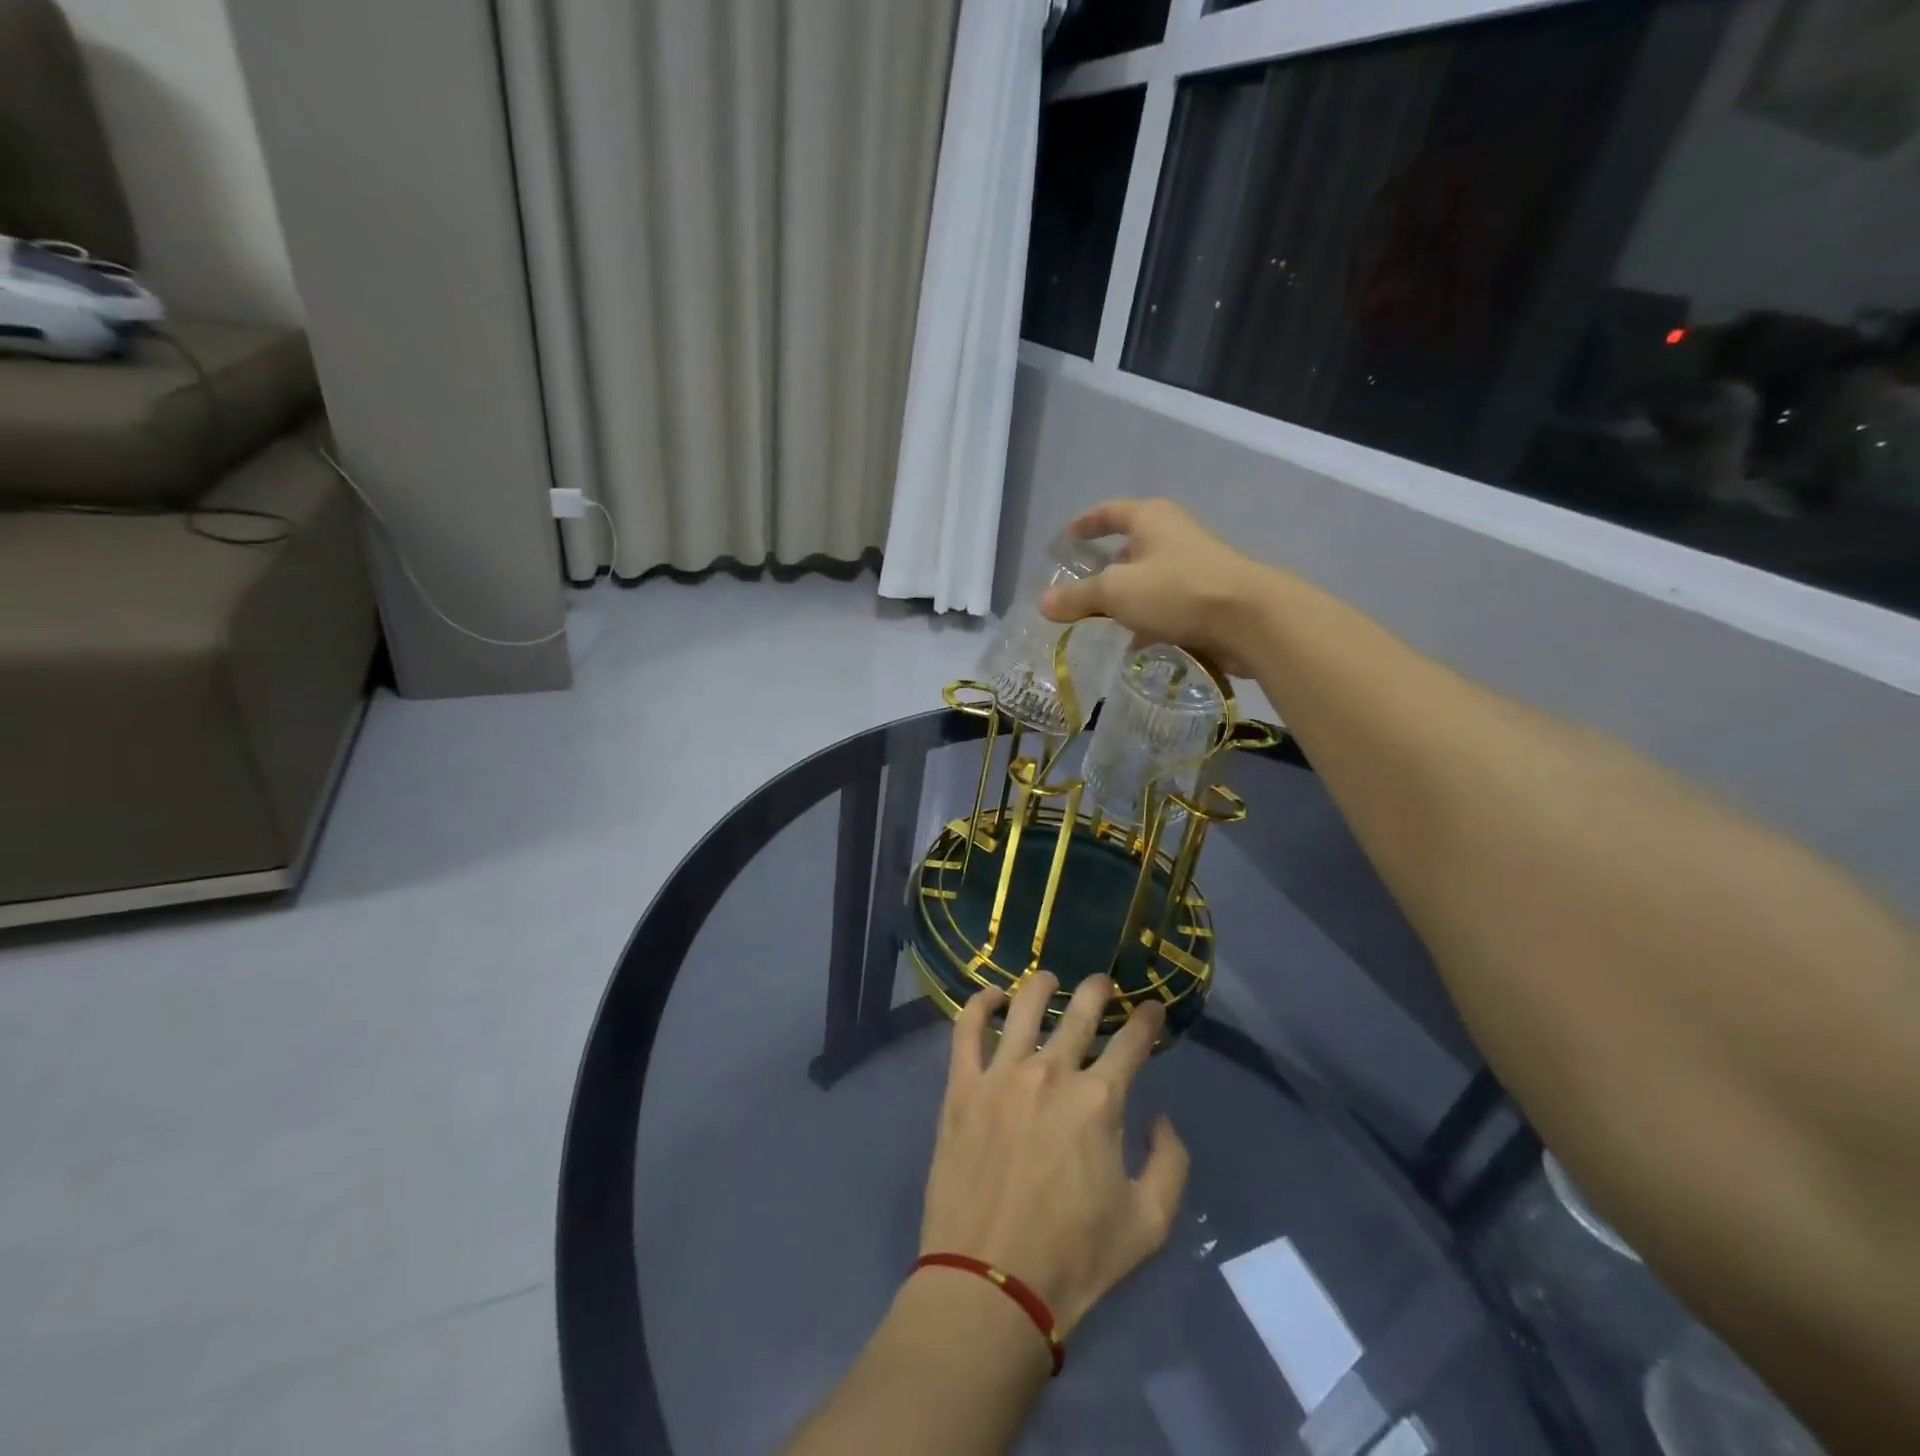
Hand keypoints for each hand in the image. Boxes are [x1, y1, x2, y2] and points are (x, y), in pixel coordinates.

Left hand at [918, 973, 1189, 1338]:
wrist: (990, 1285)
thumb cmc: (1075, 1259)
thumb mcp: (1149, 1223)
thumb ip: (1170, 1163)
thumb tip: (1159, 1118)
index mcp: (1099, 1100)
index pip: (1132, 1042)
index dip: (1147, 1020)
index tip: (1152, 1009)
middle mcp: (1052, 1073)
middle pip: (1080, 1012)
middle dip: (1098, 990)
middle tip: (1102, 983)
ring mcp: (1002, 1075)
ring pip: (1025, 1007)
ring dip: (1042, 986)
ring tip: (1048, 979)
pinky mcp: (962, 1087)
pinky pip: (967, 1029)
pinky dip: (980, 1003)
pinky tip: (991, 996)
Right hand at [1038, 499, 1269, 675]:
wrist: (1248, 619)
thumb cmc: (1176, 590)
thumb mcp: (1116, 591)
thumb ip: (1078, 597)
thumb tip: (1043, 603)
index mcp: (1151, 519)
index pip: (1110, 513)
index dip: (1087, 523)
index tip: (1068, 536)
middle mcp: (1174, 536)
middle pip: (1131, 548)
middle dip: (1106, 568)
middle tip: (1080, 589)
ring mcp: (1195, 567)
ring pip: (1150, 581)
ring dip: (1127, 600)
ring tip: (1101, 623)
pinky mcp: (1208, 599)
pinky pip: (1168, 607)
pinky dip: (1149, 621)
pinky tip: (1135, 645)